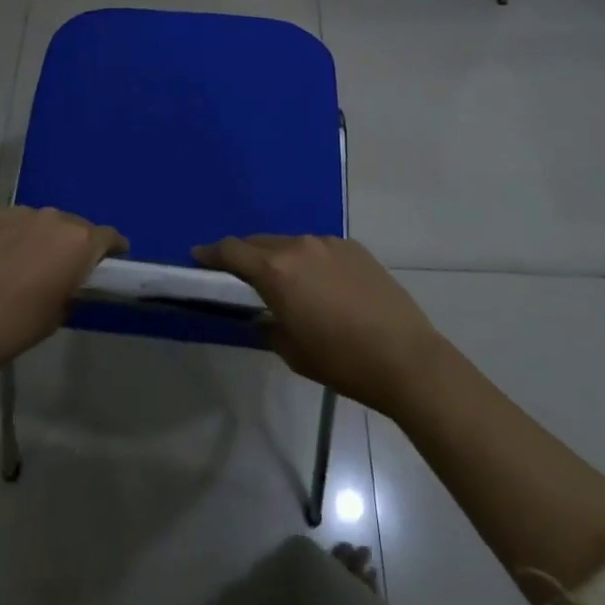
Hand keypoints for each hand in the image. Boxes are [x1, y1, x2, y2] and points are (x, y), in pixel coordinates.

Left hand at [0, 206, 125, 383]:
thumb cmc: (15, 328)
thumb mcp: (58, 314)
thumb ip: (74, 286)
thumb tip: (72, 278)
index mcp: (78, 242)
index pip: (108, 237)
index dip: (112, 250)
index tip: (110, 262)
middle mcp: (54, 217)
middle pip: (74, 226)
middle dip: (73, 244)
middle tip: (62, 268)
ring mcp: (20, 212)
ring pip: (42, 222)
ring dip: (42, 237)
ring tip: (26, 263)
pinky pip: (13, 222)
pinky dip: (13, 235)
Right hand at [193, 235, 446, 415]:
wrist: (405, 358)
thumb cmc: (342, 361)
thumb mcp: (293, 352)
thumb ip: (269, 325)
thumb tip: (263, 314)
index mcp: (276, 270)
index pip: (232, 251)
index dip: (211, 253)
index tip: (198, 257)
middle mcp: (298, 246)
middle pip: (259, 243)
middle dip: (245, 256)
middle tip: (239, 276)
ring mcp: (328, 242)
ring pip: (291, 244)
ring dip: (280, 258)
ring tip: (287, 285)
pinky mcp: (353, 247)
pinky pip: (319, 249)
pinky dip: (311, 262)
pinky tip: (324, 287)